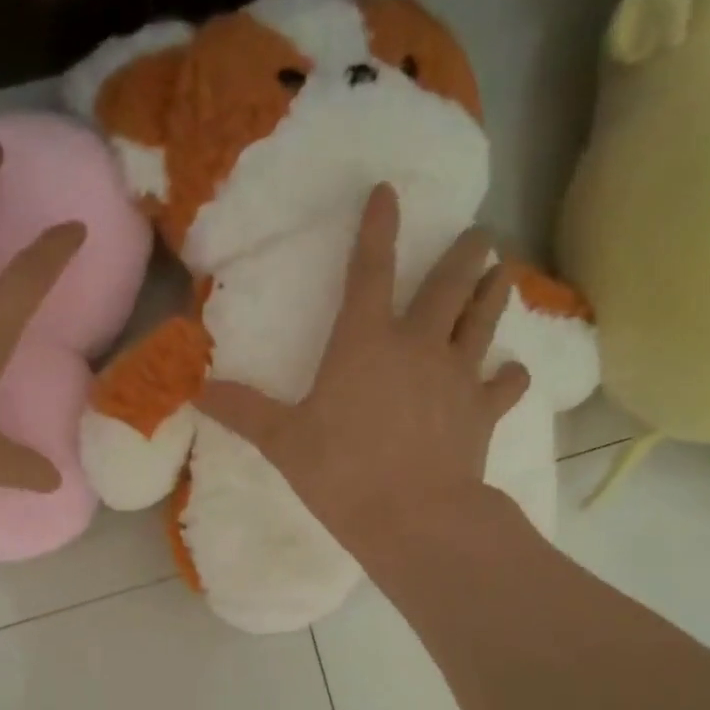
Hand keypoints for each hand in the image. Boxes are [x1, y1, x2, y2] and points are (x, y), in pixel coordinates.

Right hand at [198, 184, 529, 564]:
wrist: (414, 518)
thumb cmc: (342, 472)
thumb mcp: (283, 441)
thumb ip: (243, 411)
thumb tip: (196, 390)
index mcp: (365, 343)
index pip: (370, 271)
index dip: (377, 228)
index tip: (388, 191)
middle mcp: (418, 346)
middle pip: (448, 286)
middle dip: (464, 254)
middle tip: (481, 232)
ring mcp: (457, 377)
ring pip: (484, 322)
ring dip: (495, 294)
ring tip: (505, 272)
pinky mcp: (482, 412)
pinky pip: (505, 385)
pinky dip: (510, 376)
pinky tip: (513, 372)